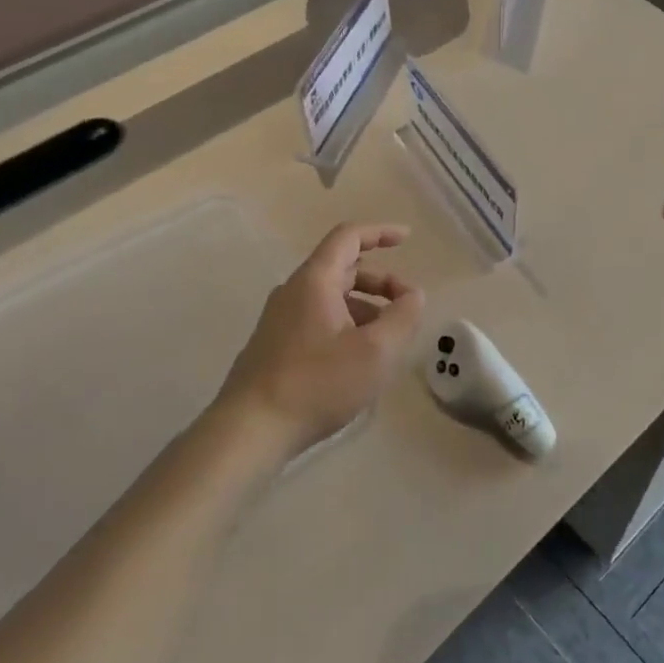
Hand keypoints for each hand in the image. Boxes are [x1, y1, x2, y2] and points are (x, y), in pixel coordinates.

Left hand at [216, 222, 424, 456]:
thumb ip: (403, 317)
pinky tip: (359, 360)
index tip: (408, 238)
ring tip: (388, 340)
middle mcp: (293, 292)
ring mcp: (280, 320)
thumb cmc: (317, 383)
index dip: (381, 232)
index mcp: (314, 280)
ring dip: (366, 307)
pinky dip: (346, 326)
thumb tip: (413, 295)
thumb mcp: (376, 351)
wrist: (249, 430)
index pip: (349, 237)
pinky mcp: (274, 347)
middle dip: (381, 281)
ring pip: (331, 299)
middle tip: (408, 305)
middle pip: (343, 269)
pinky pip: (318, 321)